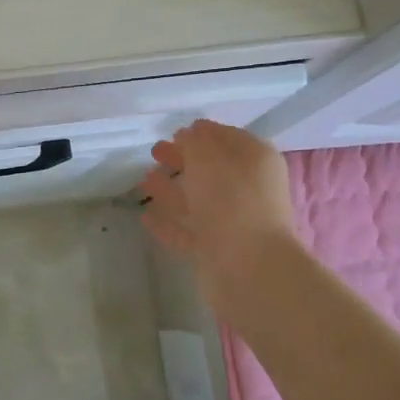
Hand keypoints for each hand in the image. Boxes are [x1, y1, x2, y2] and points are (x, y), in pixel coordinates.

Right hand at [139, 120, 297, 313]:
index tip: (175, 131)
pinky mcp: (218, 250)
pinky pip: (189, 230)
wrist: (249, 268)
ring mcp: (234, 222)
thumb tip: (189, 134)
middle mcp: (248, 189)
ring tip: (144, 181)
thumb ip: (195, 141)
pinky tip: (146, 217)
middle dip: (183, 159)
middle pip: (211, 169)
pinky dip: (169, 223)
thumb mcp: (209, 157)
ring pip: (199, 200)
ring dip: (172, 190)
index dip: (202, 133)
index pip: (228, 138)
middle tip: (155, 152)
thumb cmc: (231, 201)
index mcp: (255, 161)